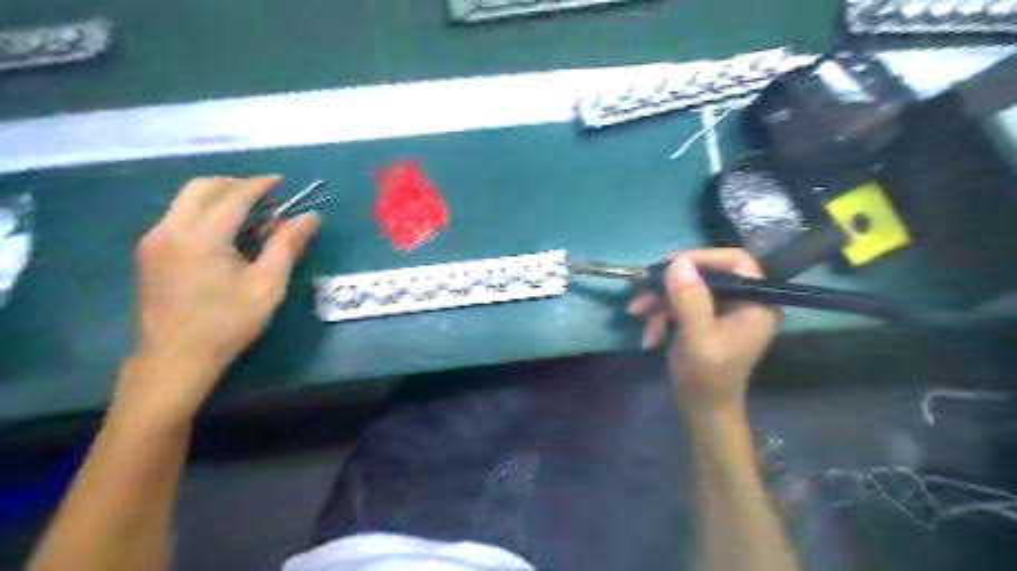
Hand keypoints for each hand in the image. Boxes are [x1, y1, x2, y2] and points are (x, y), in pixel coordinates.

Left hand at [115, 173, 320, 417]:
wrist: (175, 358)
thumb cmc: (228, 322)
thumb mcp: (268, 285)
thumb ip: (287, 245)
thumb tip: (310, 217)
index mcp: (202, 235)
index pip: (234, 195)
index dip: (261, 185)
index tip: (282, 182)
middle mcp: (171, 228)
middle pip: (202, 187)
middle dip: (236, 185)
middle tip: (266, 197)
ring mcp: (155, 240)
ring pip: (186, 200)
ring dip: (219, 197)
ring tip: (250, 215)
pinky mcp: (150, 253)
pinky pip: (178, 217)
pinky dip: (205, 213)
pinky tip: (225, 234)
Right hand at [629, 247, 780, 414]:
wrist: (701, 411)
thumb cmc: (707, 379)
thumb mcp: (697, 339)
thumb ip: (690, 301)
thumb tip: (677, 263)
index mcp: (756, 303)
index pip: (736, 262)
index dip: (703, 257)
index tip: (670, 264)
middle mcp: (743, 302)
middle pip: (705, 274)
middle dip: (669, 284)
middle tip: (640, 286)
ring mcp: (723, 311)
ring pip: (687, 288)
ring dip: (659, 301)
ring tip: (636, 313)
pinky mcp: (705, 319)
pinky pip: (680, 304)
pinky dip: (661, 315)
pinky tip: (649, 334)